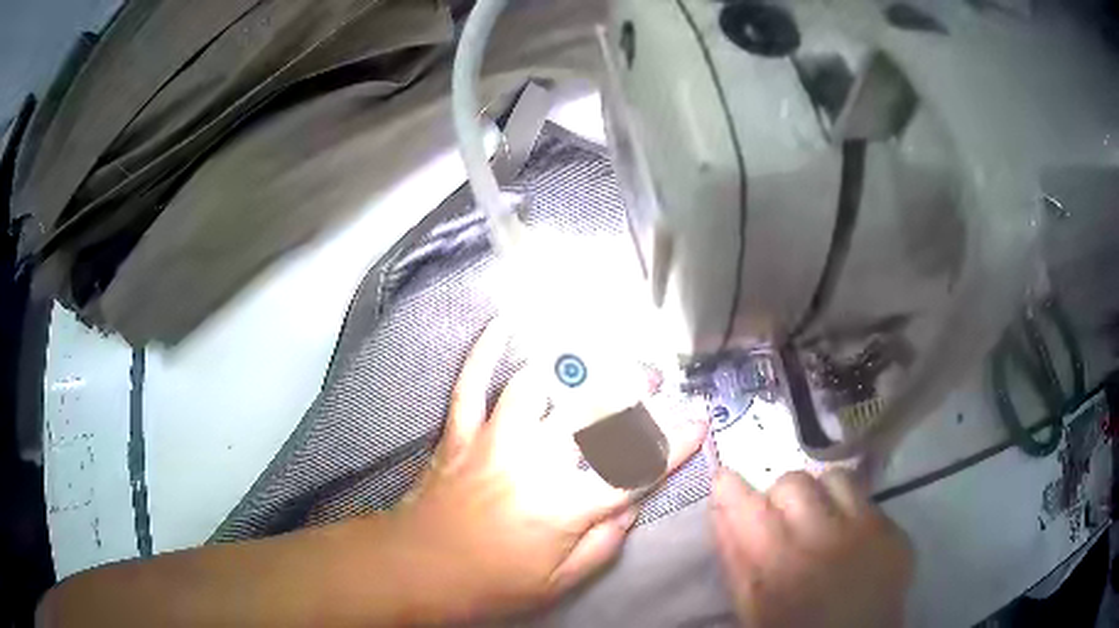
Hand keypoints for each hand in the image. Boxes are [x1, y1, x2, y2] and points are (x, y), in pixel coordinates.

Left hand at [389, 322, 707, 623]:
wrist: (416, 569)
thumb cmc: (489, 584)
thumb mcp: (559, 583)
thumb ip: (603, 544)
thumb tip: (632, 507)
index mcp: (563, 508)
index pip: (633, 472)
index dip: (673, 446)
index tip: (698, 421)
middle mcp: (532, 465)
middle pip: (591, 415)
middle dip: (629, 391)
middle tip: (651, 380)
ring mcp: (492, 441)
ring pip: (536, 387)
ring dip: (571, 366)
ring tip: (596, 355)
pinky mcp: (459, 433)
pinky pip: (471, 382)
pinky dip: (485, 350)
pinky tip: (503, 323)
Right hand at [711, 469, 913, 627]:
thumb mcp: (751, 606)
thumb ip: (734, 557)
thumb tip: (719, 505)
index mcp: (782, 567)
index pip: (751, 507)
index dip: (732, 488)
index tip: (725, 478)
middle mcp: (827, 540)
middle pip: (794, 482)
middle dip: (781, 497)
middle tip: (784, 521)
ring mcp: (868, 533)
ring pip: (836, 478)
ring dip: (821, 495)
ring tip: (820, 520)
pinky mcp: (895, 532)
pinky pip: (868, 499)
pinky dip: (851, 511)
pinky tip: (849, 538)